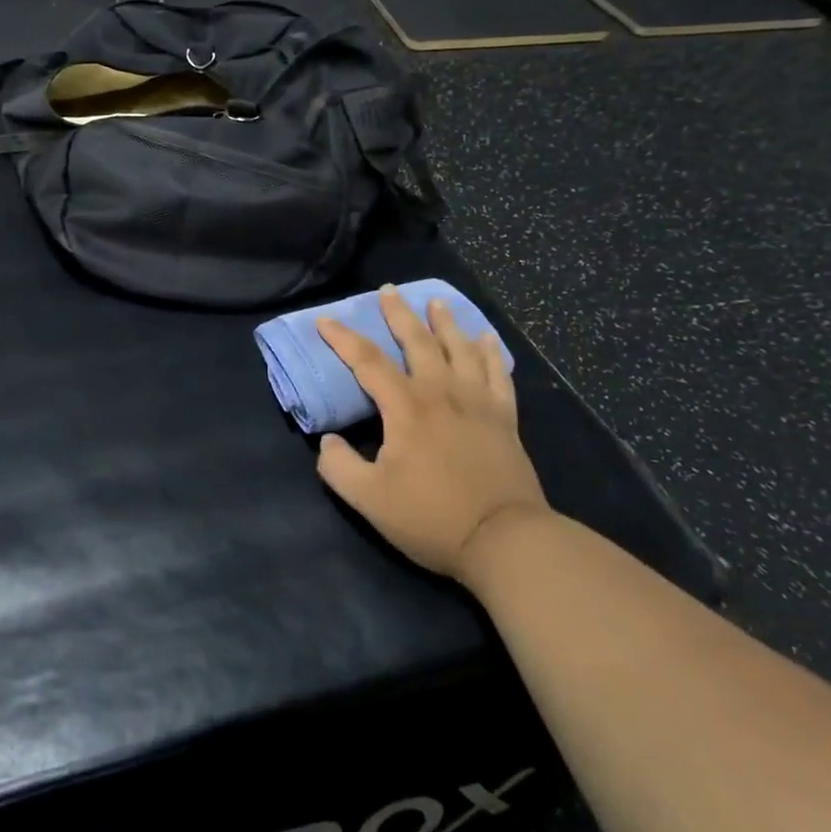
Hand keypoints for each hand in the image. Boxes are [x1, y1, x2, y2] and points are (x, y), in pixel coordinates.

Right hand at [316, 285, 551, 581]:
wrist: (505, 540)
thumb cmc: (432, 518)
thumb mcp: (369, 499)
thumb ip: (338, 466)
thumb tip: (327, 441)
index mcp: (406, 408)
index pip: (367, 361)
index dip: (343, 338)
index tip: (325, 321)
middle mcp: (441, 393)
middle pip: (418, 342)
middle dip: (399, 314)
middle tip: (389, 290)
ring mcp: (478, 403)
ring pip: (460, 349)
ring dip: (446, 323)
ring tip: (436, 302)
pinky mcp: (504, 419)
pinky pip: (499, 374)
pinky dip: (492, 352)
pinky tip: (488, 338)